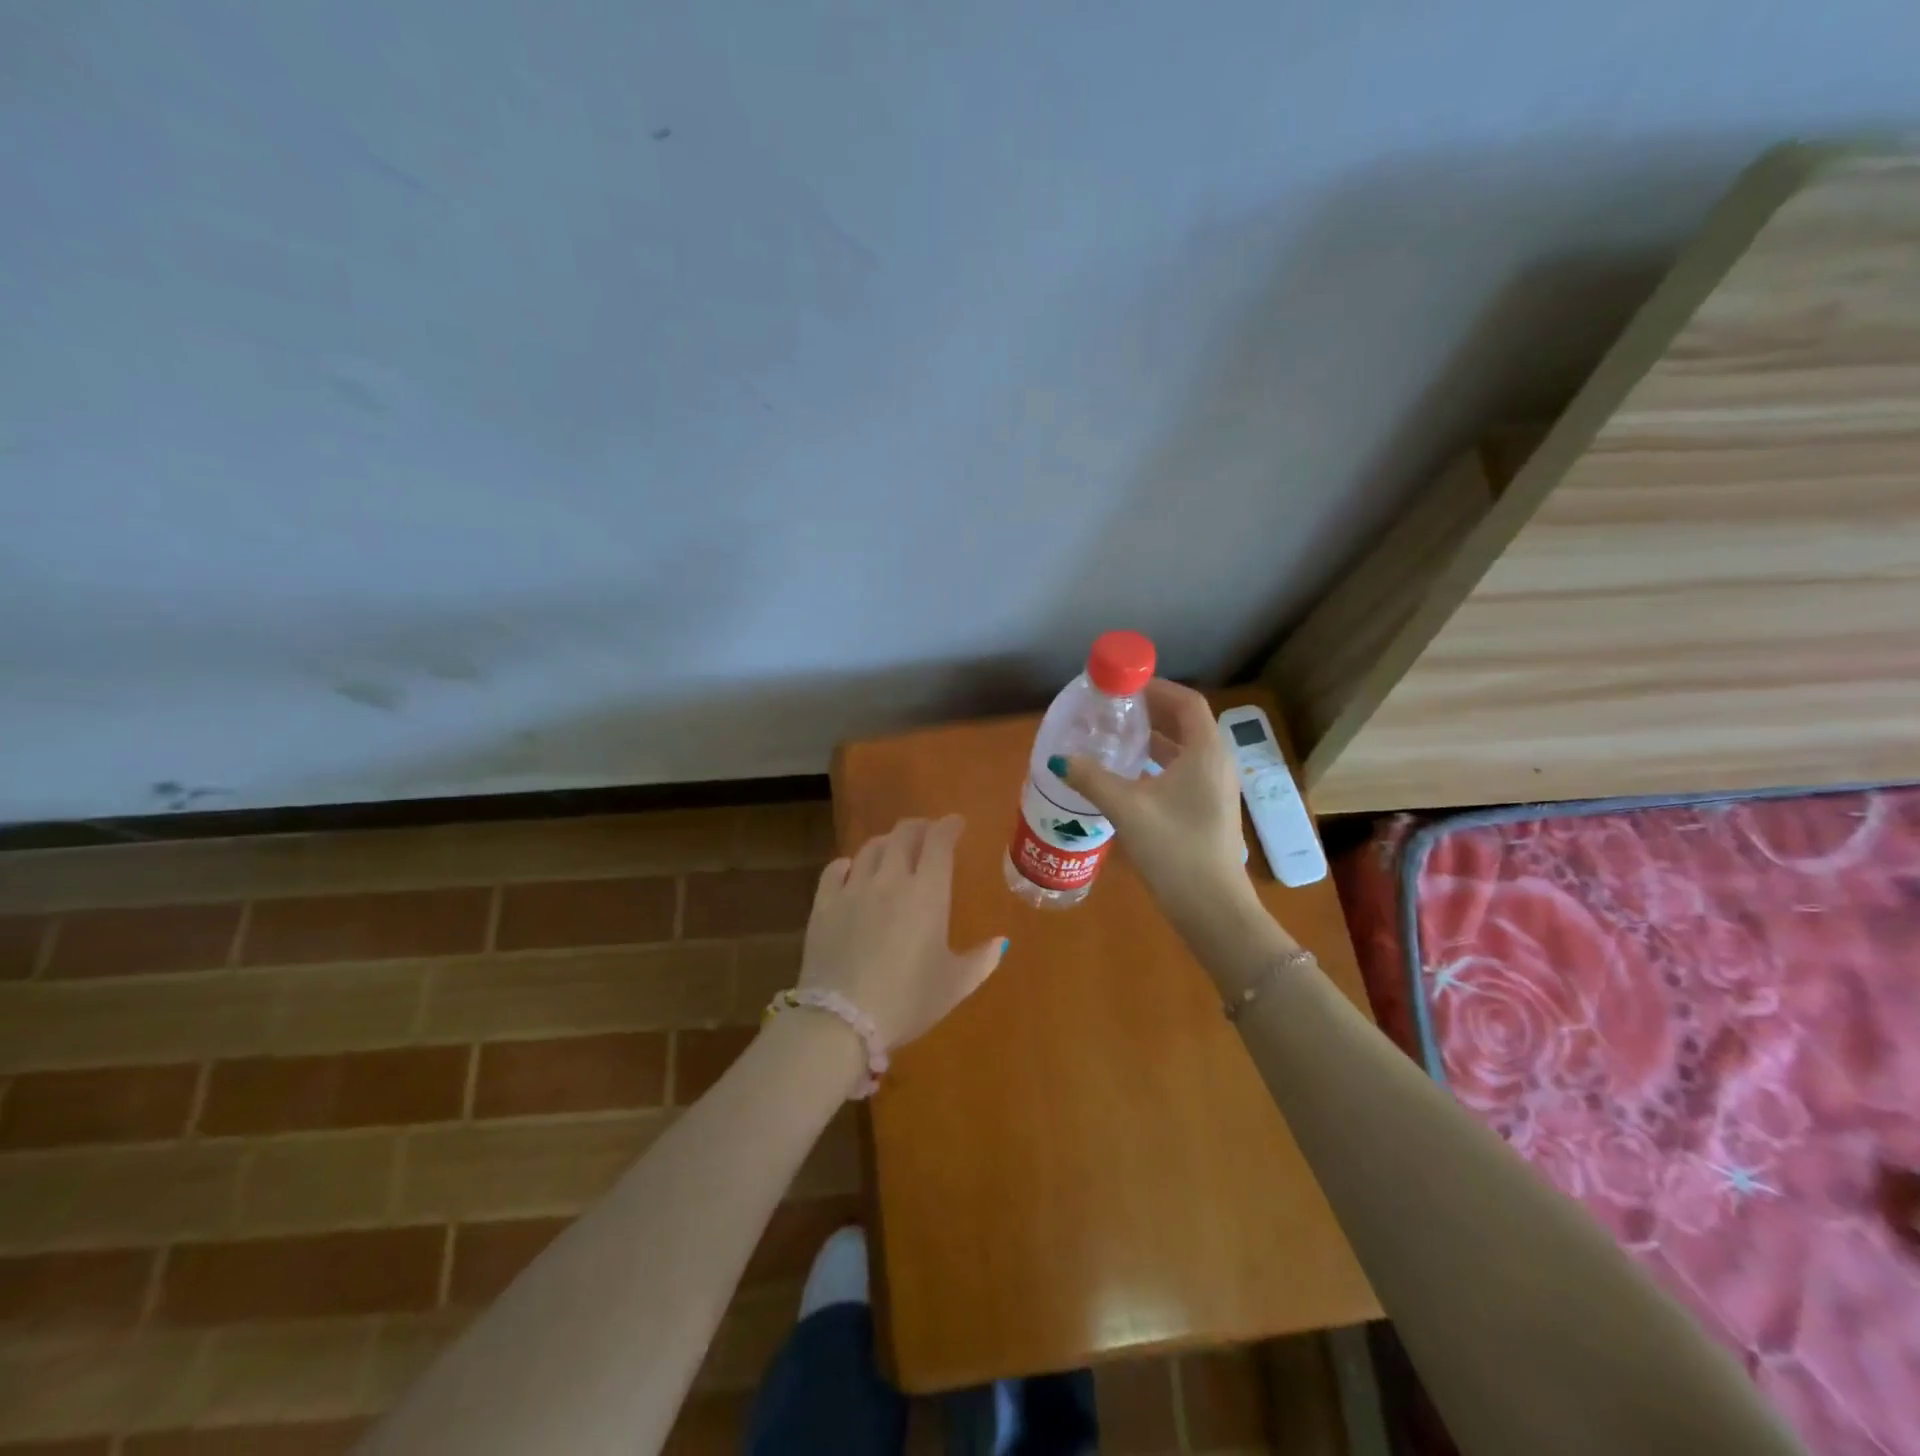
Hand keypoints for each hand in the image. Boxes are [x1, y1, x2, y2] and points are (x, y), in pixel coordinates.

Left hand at [797, 815, 1007, 1052]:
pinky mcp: (823, 905)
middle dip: (919, 827)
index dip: (948, 826)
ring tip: (892, 849)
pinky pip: (834, 870)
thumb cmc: (907, 1001)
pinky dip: (847, 864)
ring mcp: (853, 889)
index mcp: (927, 893)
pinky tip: (850, 870)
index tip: (956, 824)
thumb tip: (1002, 941)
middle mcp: (890, 880)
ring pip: (870, 848)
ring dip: (886, 842)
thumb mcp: (954, 985)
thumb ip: (982, 960)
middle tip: (927, 832)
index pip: (938, 842)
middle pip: (903, 835)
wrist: (842, 1020)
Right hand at [1062, 679, 1251, 922]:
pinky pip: (1185, 772)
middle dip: (1152, 712)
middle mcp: (1217, 764)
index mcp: (1205, 752)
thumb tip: (1060, 759)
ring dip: (1155, 740)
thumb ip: (1092, 779)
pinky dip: (1160, 764)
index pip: (1187, 702)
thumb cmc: (1174, 849)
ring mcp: (1217, 789)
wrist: (1212, 908)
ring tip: (1117, 739)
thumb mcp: (1126, 809)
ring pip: (1185, 750)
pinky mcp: (1210, 810)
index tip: (1125, 686)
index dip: (1158, 688)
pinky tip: (1131, 778)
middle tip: (1115, 710)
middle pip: (1187, 723)